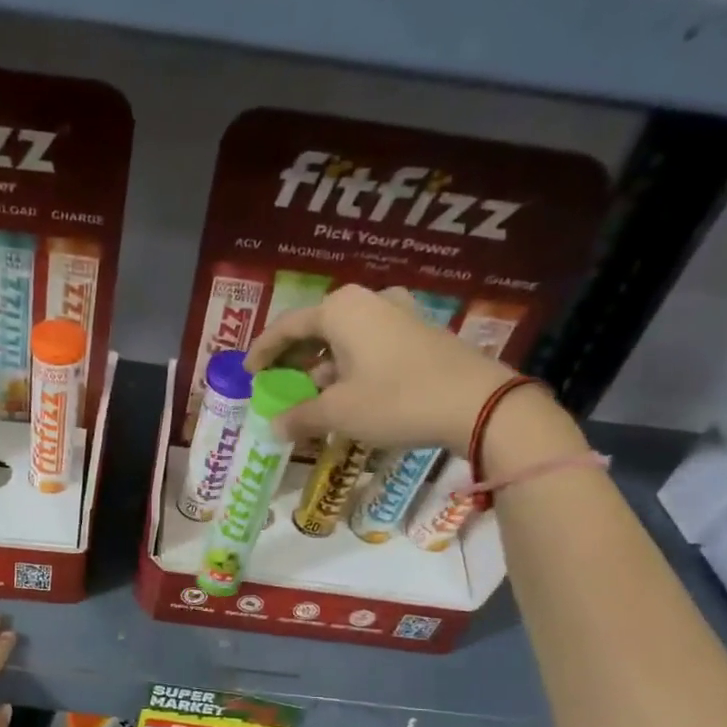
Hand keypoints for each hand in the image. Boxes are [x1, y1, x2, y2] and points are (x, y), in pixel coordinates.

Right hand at [244, 285, 522, 450]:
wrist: (478, 403)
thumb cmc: (396, 400)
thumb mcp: (339, 413)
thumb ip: (300, 416)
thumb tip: (274, 426)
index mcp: (341, 309)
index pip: (286, 327)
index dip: (262, 351)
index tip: (247, 372)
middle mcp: (368, 301)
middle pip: (316, 329)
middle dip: (293, 358)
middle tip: (276, 382)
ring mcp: (399, 314)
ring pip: (345, 338)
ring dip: (323, 366)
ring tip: (310, 394)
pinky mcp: (420, 333)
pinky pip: (370, 345)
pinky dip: (350, 366)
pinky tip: (347, 392)